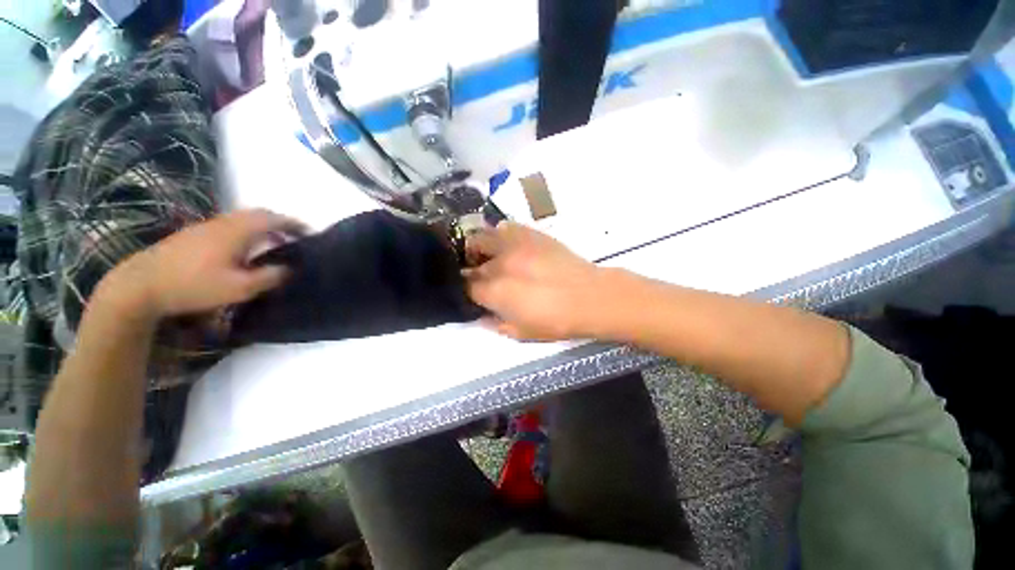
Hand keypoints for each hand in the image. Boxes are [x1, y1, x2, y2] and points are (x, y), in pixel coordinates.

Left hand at [99, 209, 304, 319]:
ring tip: (275, 241)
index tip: (312, 233)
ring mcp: (206, 226)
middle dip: (281, 222)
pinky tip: (246, 247)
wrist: (141, 284)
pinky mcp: (195, 233)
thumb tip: (291, 268)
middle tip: (296, 236)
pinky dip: (248, 230)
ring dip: (264, 225)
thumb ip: (270, 277)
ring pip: (243, 218)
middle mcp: (224, 222)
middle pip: (259, 214)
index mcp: (238, 231)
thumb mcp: (239, 288)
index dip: (295, 224)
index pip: (274, 219)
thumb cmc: (194, 285)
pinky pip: (231, 224)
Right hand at [465, 222, 603, 340]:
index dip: (466, 291)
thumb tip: (480, 314)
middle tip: (478, 276)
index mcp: (495, 291)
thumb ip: (495, 323)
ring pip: (480, 237)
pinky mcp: (530, 233)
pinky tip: (508, 247)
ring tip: (487, 256)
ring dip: (478, 248)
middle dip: (470, 270)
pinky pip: (504, 227)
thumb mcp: (521, 333)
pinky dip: (499, 236)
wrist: (590, 297)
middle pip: (470, 261)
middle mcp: (499, 263)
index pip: (465, 286)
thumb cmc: (556, 321)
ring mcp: (514, 244)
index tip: (472, 293)